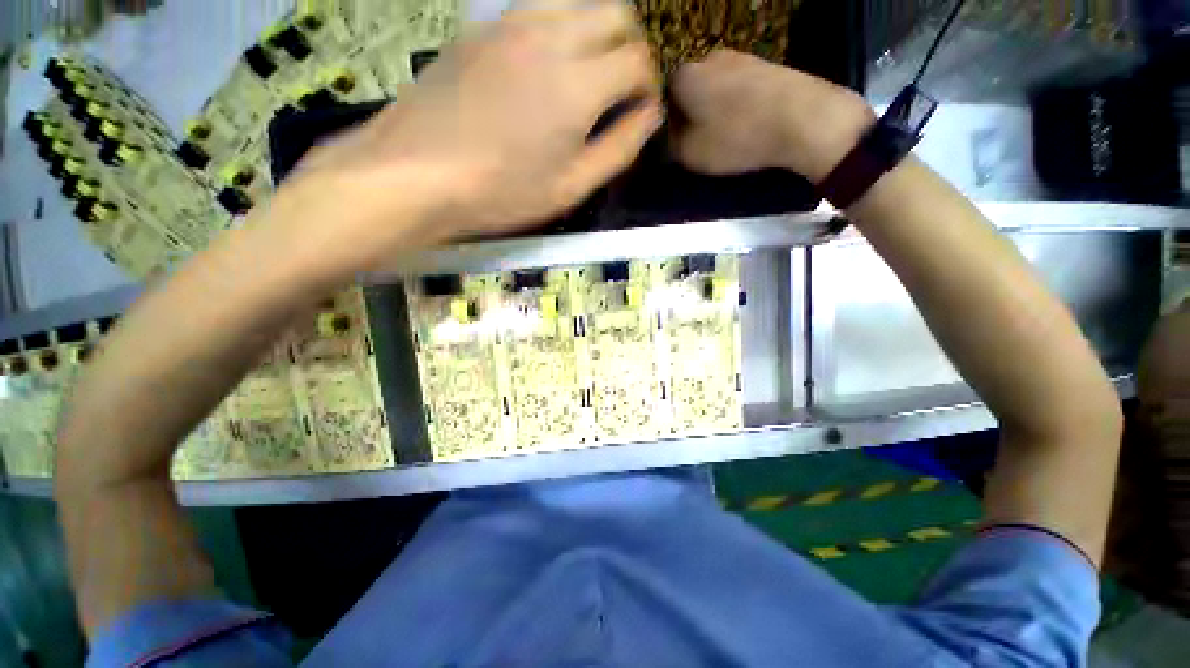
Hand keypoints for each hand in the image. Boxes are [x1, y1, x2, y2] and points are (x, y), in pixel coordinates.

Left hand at [279, 0, 661, 267]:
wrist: (415, 171)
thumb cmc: (502, 191)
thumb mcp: (571, 187)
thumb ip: (619, 148)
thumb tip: (649, 116)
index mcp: (579, 82)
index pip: (639, 58)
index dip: (649, 83)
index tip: (642, 109)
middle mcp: (551, 35)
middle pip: (616, 13)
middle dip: (632, 46)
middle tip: (622, 88)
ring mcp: (512, 23)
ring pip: (577, 3)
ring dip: (597, 32)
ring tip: (589, 76)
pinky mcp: (482, 27)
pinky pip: (538, 11)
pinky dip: (560, 30)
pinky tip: (547, 66)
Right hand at [670, 49, 873, 183]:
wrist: (802, 119)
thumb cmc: (735, 138)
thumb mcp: (689, 154)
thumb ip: (670, 146)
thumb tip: (668, 138)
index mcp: (684, 76)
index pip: (662, 99)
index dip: (667, 124)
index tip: (677, 144)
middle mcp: (708, 57)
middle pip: (689, 91)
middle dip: (691, 115)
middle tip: (700, 142)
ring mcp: (740, 56)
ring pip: (715, 88)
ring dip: (715, 110)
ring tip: (727, 136)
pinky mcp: (765, 64)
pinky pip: (739, 88)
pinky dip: (738, 106)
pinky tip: (747, 125)